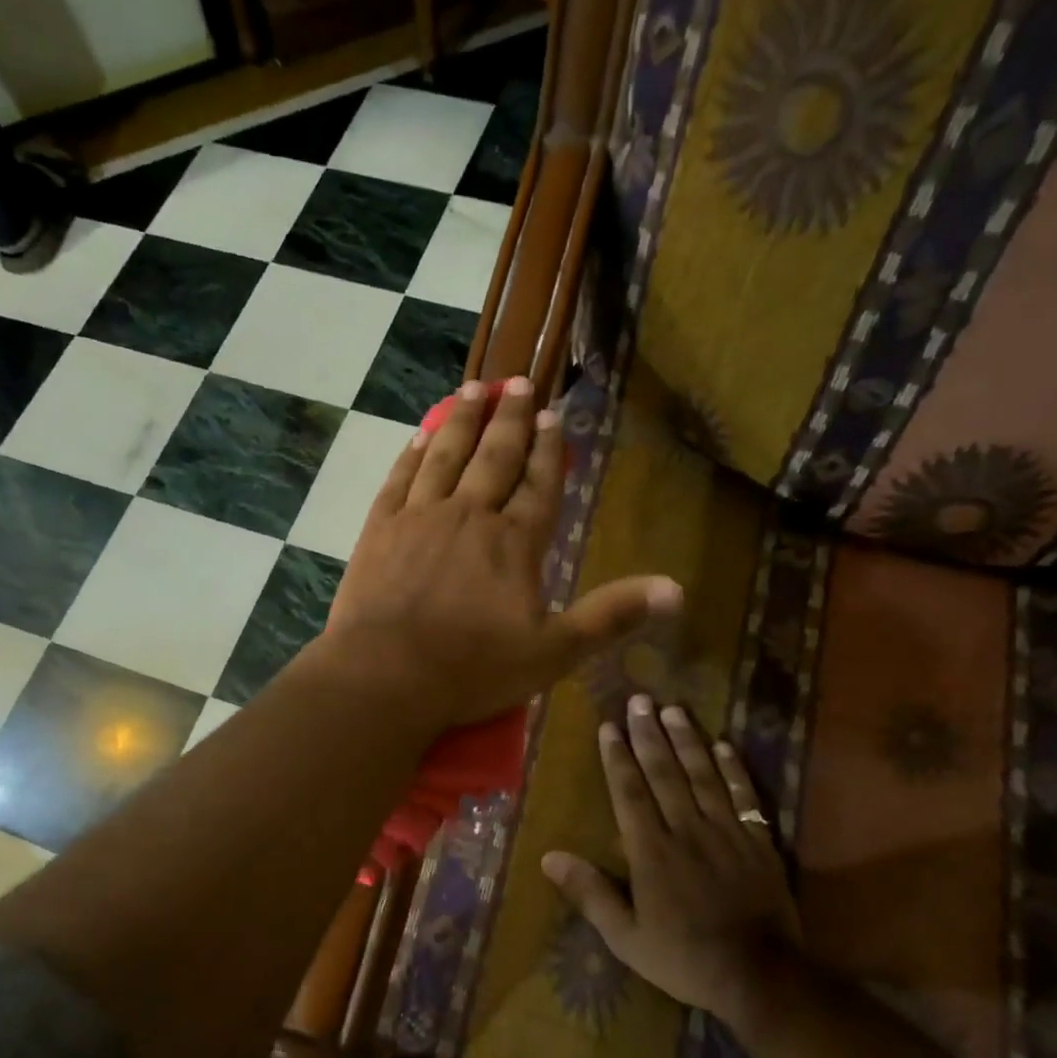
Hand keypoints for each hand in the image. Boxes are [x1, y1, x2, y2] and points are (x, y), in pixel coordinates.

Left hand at [319, 376, 680, 734]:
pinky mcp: (380, 528)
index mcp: (514, 542)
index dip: (548, 450)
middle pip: (495, 457)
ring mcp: (420, 517)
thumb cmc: (472, 668)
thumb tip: (676, 589)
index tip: (552, 416)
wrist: (386, 675)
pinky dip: (413, 453)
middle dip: (511, 418)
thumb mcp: (554, 652)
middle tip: (518, 382)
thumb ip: (610, 616)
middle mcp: (469, 515)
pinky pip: (400, 478)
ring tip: (474, 389)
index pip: (539, 485)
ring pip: (447, 455)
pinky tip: (420, 435)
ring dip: (463, 420)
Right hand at [543, 695, 801, 1018]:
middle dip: (649, 735)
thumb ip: (590, 894)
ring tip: (674, 709)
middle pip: (664, 773)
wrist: (762, 978)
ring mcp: (726, 832)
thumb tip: (549, 857)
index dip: (617, 757)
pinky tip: (725, 745)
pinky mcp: (758, 842)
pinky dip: (735, 769)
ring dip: (687, 740)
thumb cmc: (685, 958)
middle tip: (639, 700)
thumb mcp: (626, 938)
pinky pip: (745, 797)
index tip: (609, 726)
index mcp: (651, 851)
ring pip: (702, 775)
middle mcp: (686, 830)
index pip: (629, 792)